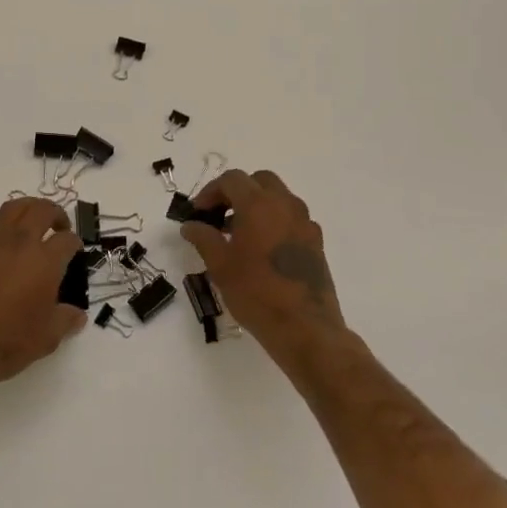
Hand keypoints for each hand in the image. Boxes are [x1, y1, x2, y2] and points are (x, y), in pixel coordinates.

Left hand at [0, 197, 85, 390]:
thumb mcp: (46, 338)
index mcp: (45, 260)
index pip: (67, 241)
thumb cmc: (6, 341)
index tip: (74, 251)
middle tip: (59, 227)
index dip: (74, 244)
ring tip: (31, 223)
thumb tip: (78, 315)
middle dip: (55, 214)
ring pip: (13, 207)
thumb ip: (65, 320)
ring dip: (28, 210)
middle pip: (42, 210)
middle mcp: (20, 241)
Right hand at [180, 169, 348, 360]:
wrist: (304, 328)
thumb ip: (203, 238)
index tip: (198, 213)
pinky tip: (262, 250)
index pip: (232, 179)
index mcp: (259, 205)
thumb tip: (190, 225)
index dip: (210, 192)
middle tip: (219, 215)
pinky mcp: (316, 242)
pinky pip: (292, 218)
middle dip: (237, 192)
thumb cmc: (255, 293)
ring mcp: (305, 222)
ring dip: (256, 205)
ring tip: (238, 234)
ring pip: (278, 198)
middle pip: (259, 181)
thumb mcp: (220, 266)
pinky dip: (274, 221)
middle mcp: (285, 205)